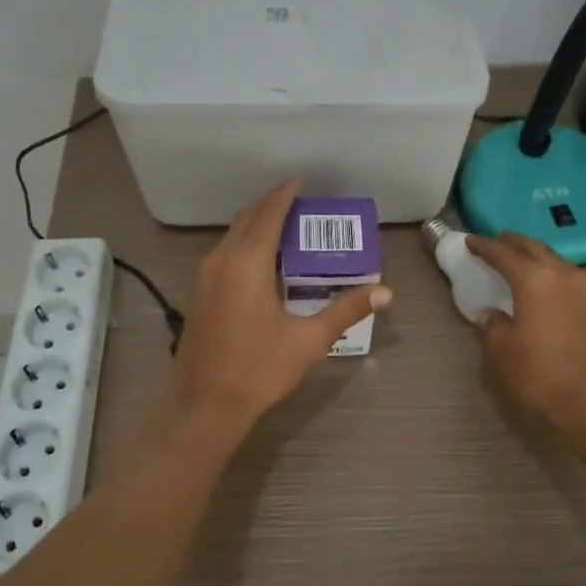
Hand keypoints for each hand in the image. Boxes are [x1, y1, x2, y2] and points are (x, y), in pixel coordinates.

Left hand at [167, 180, 391, 443]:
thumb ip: (345, 310)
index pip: (269, 213)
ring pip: (233, 233)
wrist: (205, 405)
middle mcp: (222, 259)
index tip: (303, 180)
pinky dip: (246, 240)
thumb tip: (384, 291)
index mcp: (248, 263)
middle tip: (301, 200)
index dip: (286, 193)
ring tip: (288, 222)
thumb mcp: (308, 340)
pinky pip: (225, 249)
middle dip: (273, 203)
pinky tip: (265, 256)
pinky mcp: (200, 290)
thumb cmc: (258, 369)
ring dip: (258, 221)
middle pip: (248, 217)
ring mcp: (206, 275)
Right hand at [466, 232, 585, 453]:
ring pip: (555, 260)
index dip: (484, 246)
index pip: (503, 253)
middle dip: (513, 243)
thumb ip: (494, 325)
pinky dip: (551, 275)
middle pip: (534, 247)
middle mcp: (562, 273)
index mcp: (534, 278)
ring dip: (535, 257)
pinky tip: (544, 288)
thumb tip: (491, 314)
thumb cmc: (542, 372)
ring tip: (519, 263)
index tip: (470, 241)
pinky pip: (569, 278)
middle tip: (496, 243)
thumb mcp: (504, 350)